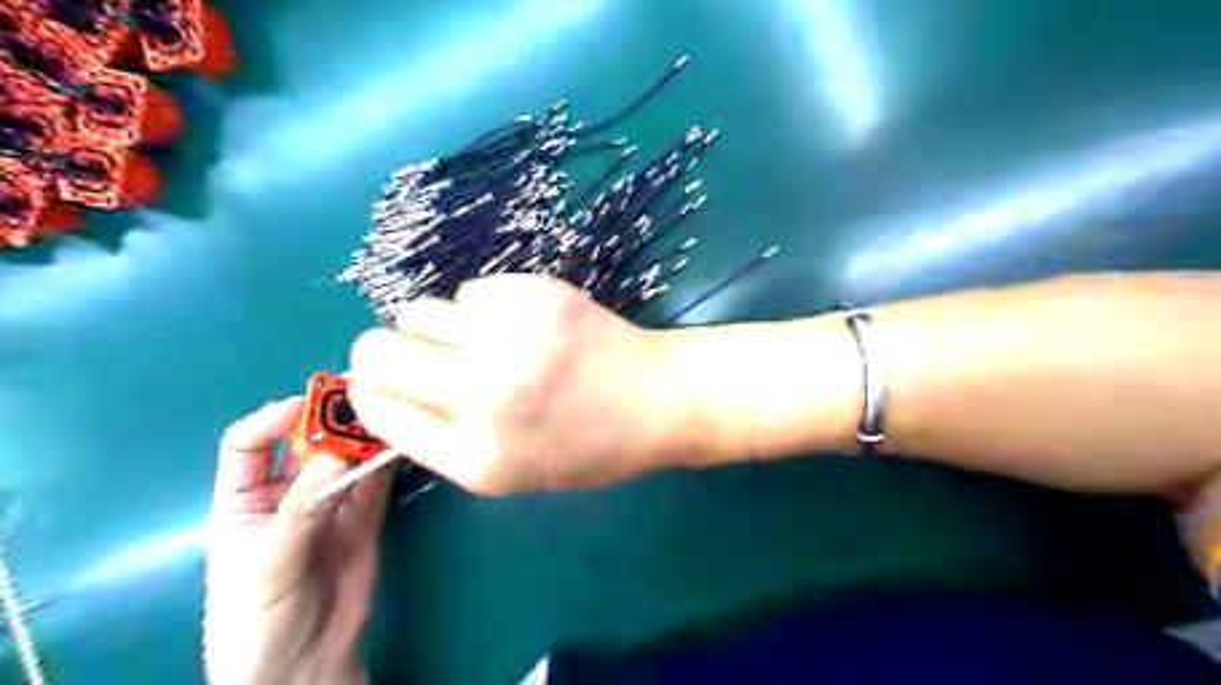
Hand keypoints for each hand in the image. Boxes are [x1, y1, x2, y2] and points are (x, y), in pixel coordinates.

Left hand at [202, 398, 386, 680]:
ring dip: (366, 438)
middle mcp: (287, 495)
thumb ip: (301, 507)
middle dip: (332, 420)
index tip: (310, 403)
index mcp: (243, 502)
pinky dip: (388, 463)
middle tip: (364, 397)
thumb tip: (339, 452)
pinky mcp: (365, 520)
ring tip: (391, 414)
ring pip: (348, 460)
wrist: (302, 668)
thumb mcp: (266, 563)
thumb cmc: (257, 621)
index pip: (249, 444)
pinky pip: (376, 484)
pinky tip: (401, 444)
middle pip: (307, 445)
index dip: (274, 418)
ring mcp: (330, 507)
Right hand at [349, 275, 691, 493]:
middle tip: (421, 357)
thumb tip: (379, 390)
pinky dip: (479, 308)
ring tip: (476, 341)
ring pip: (417, 310)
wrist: (657, 398)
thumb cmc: (588, 446)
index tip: (385, 383)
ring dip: (434, 327)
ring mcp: (512, 336)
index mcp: (477, 456)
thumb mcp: (511, 470)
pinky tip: (515, 324)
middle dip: (384, 352)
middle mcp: (484, 393)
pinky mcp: (537, 293)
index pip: (376, 407)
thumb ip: (440, 438)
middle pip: (377, 349)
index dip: (371, 390)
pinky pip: (470, 290)